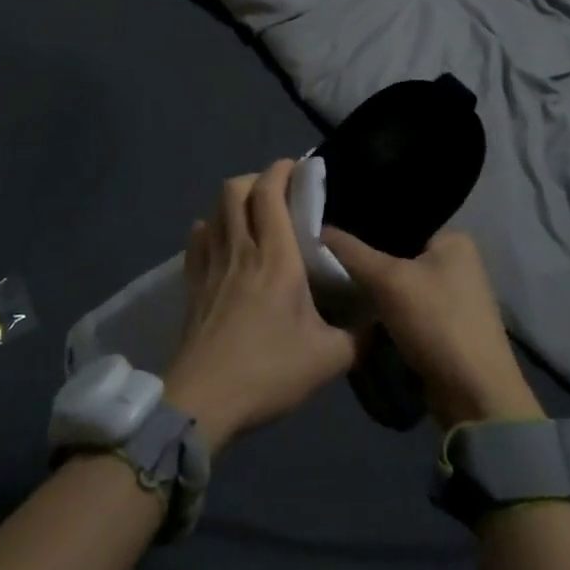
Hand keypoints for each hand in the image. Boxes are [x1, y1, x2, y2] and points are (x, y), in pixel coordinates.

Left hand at [162, 160, 359, 450]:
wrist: (203, 402)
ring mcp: (211, 265)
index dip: (281, 170)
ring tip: (253, 215)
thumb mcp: (327, 359)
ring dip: (233, 201)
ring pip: (214, 210)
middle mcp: (241, 249)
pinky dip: (209, 229)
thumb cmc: (268, 371)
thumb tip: (377, 321)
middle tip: (278, 192)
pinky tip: (221, 241)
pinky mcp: (192, 284)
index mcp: (276, 257)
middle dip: (256, 179)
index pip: (270, 193)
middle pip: (235, 189)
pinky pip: (197, 240)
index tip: (298, 168)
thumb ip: (357, 336)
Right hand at [321, 228, 542, 429]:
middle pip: (397, 252)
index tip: (328, 231)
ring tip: (333, 282)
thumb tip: (318, 230)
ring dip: (373, 287)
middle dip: (365, 259)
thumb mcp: (388, 280)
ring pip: (399, 282)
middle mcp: (457, 261)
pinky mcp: (444, 326)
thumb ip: (351, 252)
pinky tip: (356, 309)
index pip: (398, 220)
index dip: (362, 224)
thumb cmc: (437, 323)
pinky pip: (405, 306)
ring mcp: (453, 295)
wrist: (475, 397)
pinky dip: (384, 309)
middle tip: (325, 258)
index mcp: (454, 238)